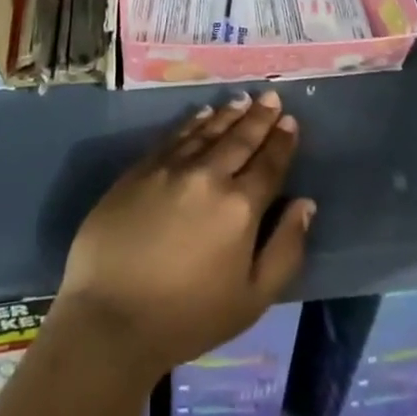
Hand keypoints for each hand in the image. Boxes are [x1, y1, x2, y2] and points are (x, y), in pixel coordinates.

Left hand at [53, 90, 313, 380]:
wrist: (111, 316)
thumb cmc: (188, 318)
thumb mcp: (252, 299)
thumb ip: (285, 249)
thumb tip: (305, 204)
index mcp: (240, 207)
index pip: (268, 165)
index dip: (281, 142)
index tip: (290, 121)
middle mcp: (208, 176)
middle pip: (240, 139)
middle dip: (258, 118)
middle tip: (270, 97)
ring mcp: (172, 167)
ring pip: (207, 131)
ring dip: (228, 114)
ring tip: (242, 100)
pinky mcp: (141, 168)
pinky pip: (175, 136)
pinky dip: (193, 122)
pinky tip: (202, 115)